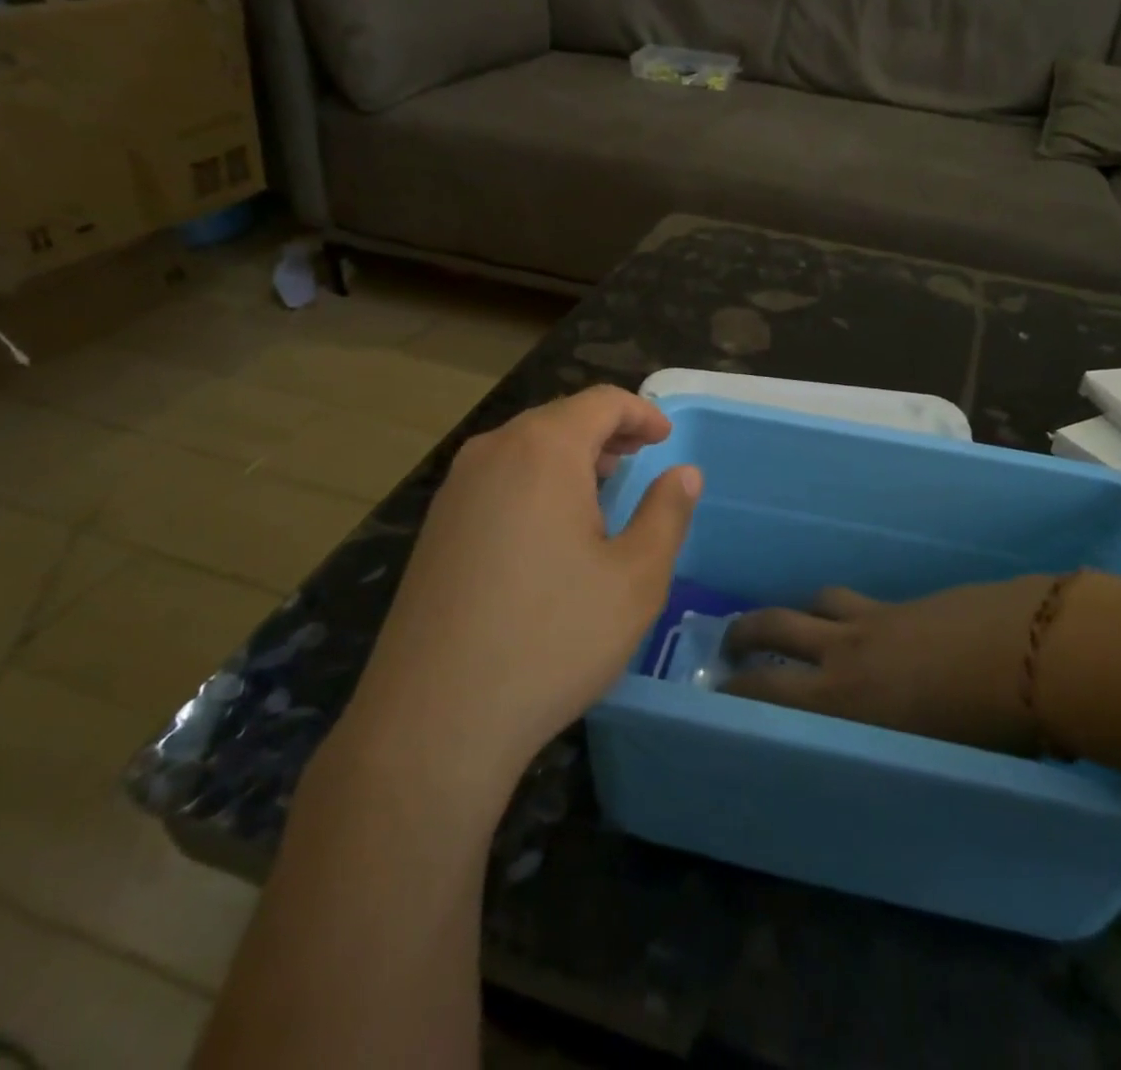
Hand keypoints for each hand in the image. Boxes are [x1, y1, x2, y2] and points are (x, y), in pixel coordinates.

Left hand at [350, 387, 701, 779]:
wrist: (436, 718)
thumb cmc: (553, 639)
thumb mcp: (635, 578)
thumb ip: (667, 513)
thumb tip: (684, 473)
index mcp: (543, 451)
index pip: (599, 401)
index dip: (640, 412)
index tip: (665, 438)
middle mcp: (491, 454)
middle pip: (558, 418)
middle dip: (605, 432)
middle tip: (639, 459)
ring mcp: (455, 491)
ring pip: (523, 448)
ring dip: (569, 456)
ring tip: (601, 489)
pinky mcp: (436, 528)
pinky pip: (496, 479)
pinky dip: (534, 482)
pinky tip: (550, 529)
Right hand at [722, 575, 1066, 754]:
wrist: (1038, 654)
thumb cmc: (989, 730)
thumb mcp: (928, 764)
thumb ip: (888, 757)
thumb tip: (871, 765)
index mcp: (844, 699)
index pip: (766, 688)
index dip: (735, 687)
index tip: (716, 692)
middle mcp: (847, 651)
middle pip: (776, 625)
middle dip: (745, 631)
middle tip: (730, 641)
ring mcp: (879, 617)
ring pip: (817, 602)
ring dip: (798, 612)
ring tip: (797, 625)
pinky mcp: (910, 601)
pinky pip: (861, 601)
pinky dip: (848, 613)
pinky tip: (871, 629)